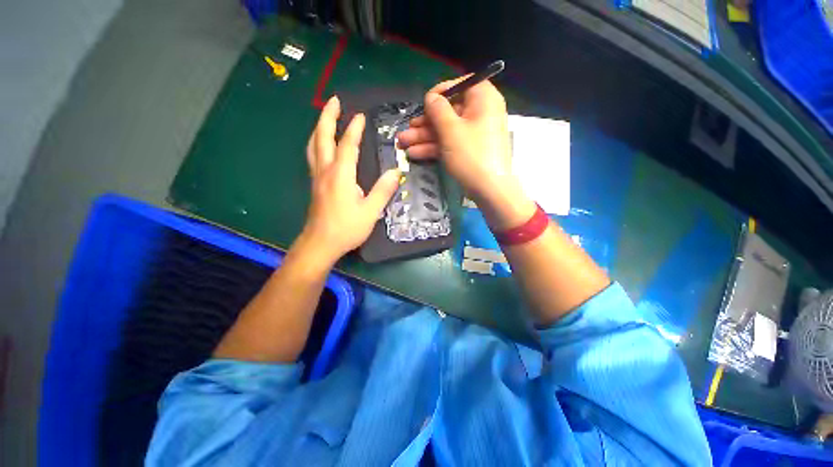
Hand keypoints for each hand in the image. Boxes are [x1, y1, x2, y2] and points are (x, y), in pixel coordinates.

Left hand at [301, 96, 399, 262]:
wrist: (320, 244)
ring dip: (319, 128)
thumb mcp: (370, 211)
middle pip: (322, 137)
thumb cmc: (347, 228)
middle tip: (334, 101)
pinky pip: (313, 156)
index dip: (354, 129)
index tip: (360, 116)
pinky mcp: (314, 185)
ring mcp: (316, 177)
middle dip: (327, 116)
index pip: (347, 145)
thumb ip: (383, 190)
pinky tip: (322, 145)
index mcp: (340, 175)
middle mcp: (325, 171)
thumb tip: (396, 172)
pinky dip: (317, 143)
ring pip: (313, 145)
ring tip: (326, 118)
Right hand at [397, 79, 534, 230]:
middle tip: (405, 131)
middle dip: (424, 124)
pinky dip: (434, 148)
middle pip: (448, 112)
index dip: (440, 93)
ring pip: (446, 130)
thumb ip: (437, 109)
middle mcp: (480, 113)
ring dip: (424, 138)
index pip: (461, 85)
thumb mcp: (451, 129)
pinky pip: (450, 143)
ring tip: (402, 145)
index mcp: (483, 99)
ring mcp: (474, 134)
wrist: (490, 191)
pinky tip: (414, 154)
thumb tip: (431, 97)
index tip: (424, 104)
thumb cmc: (471, 155)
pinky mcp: (469, 151)